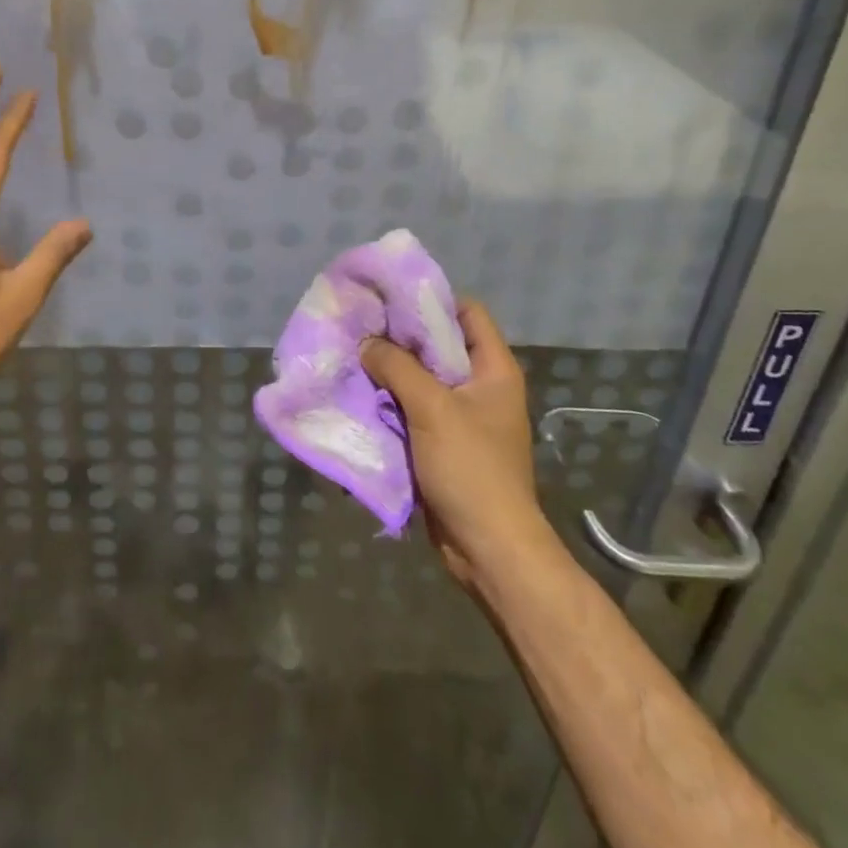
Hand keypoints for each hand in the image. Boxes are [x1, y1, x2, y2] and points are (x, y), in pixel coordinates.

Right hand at [360, 299, 546, 594]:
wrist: (487, 548)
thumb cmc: (470, 468)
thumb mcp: (432, 408)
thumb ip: (397, 367)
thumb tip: (366, 343)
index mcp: (493, 369)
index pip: (467, 312)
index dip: (432, 300)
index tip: (391, 299)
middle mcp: (480, 386)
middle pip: (438, 345)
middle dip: (399, 337)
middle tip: (361, 327)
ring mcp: (461, 416)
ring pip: (420, 379)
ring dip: (389, 372)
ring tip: (353, 358)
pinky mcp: (442, 443)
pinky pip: (412, 410)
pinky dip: (389, 402)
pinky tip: (360, 396)